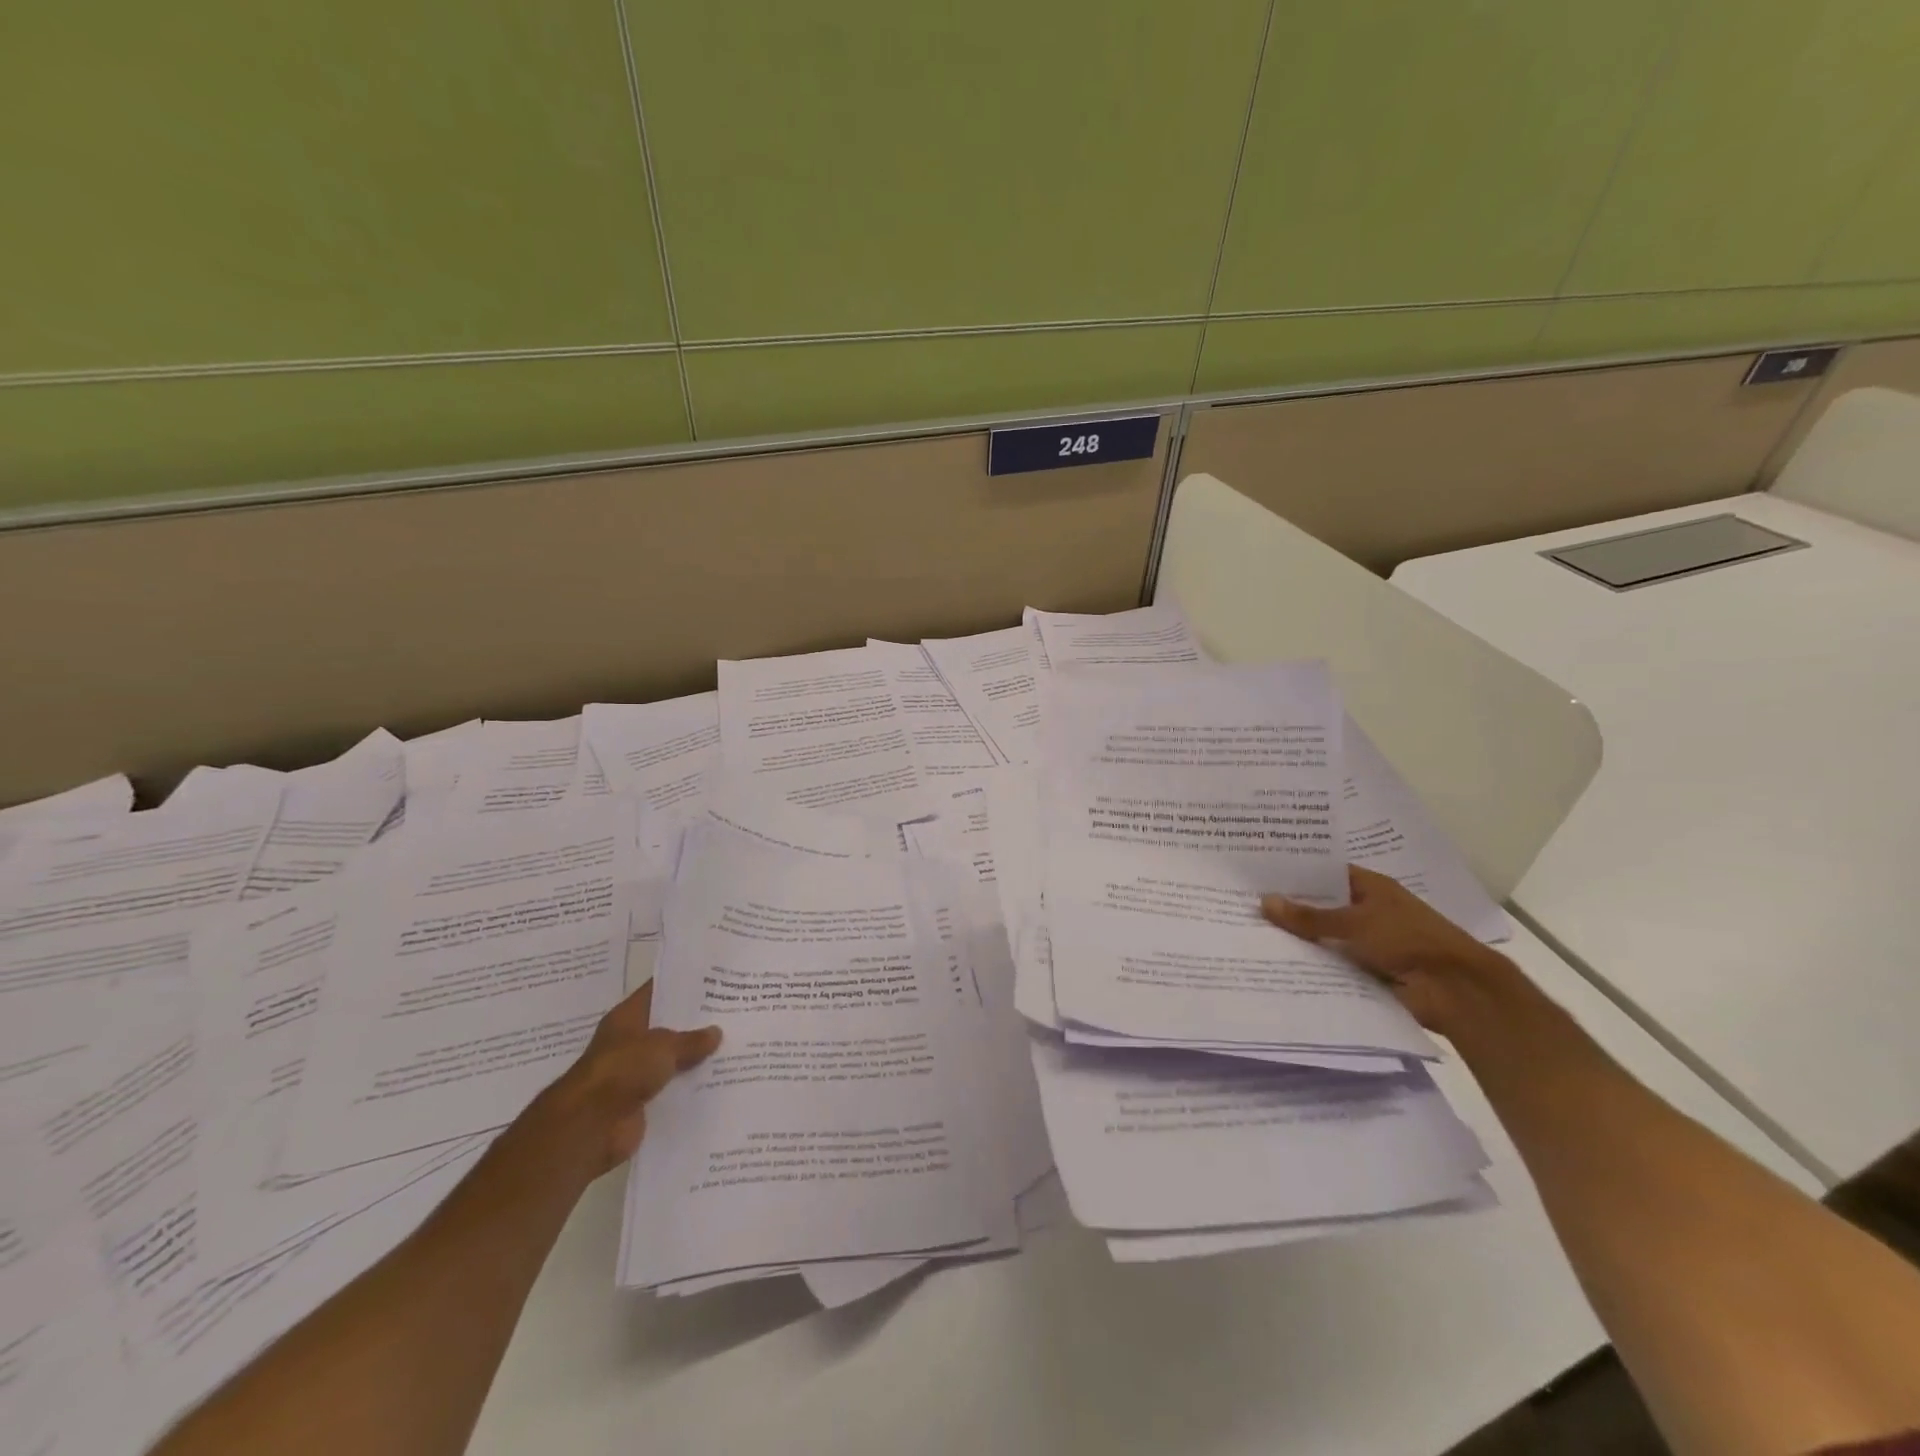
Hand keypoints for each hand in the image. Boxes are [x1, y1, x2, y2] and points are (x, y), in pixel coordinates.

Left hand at [545, 983, 720, 1176]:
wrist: (590, 1127)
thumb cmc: (622, 1070)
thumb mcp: (663, 1046)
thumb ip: (691, 1039)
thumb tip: (716, 1032)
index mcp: (627, 1018)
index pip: (658, 992)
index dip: (683, 984)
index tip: (713, 978)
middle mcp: (629, 1042)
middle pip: (667, 1026)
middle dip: (695, 1022)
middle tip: (731, 1012)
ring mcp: (633, 1073)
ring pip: (671, 1059)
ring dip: (694, 1057)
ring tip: (732, 1045)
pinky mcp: (640, 1102)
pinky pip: (671, 1088)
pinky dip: (689, 1087)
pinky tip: (719, 1079)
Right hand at [1261, 865, 1517, 1035]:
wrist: (1454, 990)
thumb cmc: (1408, 940)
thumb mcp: (1355, 923)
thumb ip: (1310, 916)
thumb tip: (1265, 901)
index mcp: (1372, 888)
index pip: (1326, 874)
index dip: (1296, 873)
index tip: (1259, 874)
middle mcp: (1369, 911)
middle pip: (1322, 907)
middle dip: (1291, 908)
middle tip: (1246, 904)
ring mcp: (1368, 942)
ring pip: (1325, 937)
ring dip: (1300, 940)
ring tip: (1251, 934)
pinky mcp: (1367, 971)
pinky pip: (1332, 964)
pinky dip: (1313, 965)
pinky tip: (1277, 964)